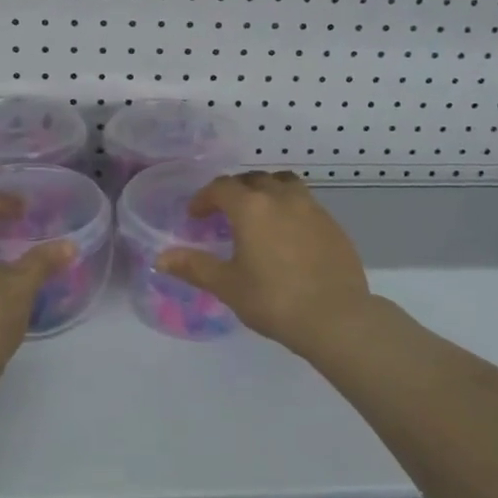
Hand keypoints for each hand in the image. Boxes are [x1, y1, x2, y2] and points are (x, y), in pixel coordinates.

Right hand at [155, 170, 372, 350]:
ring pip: (284, 184)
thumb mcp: (227, 286)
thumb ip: (194, 267)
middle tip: (224, 213)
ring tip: (258, 214)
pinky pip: (305, 203)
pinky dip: (289, 208)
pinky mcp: (332, 224)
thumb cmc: (274, 300)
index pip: (221, 187)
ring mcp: (312, 208)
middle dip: (234, 191)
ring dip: (266, 191)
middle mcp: (282, 198)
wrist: (336, 318)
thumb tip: (161, 259)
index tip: (196, 216)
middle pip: (253, 179)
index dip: (204, 198)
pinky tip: (287, 235)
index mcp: (251, 207)